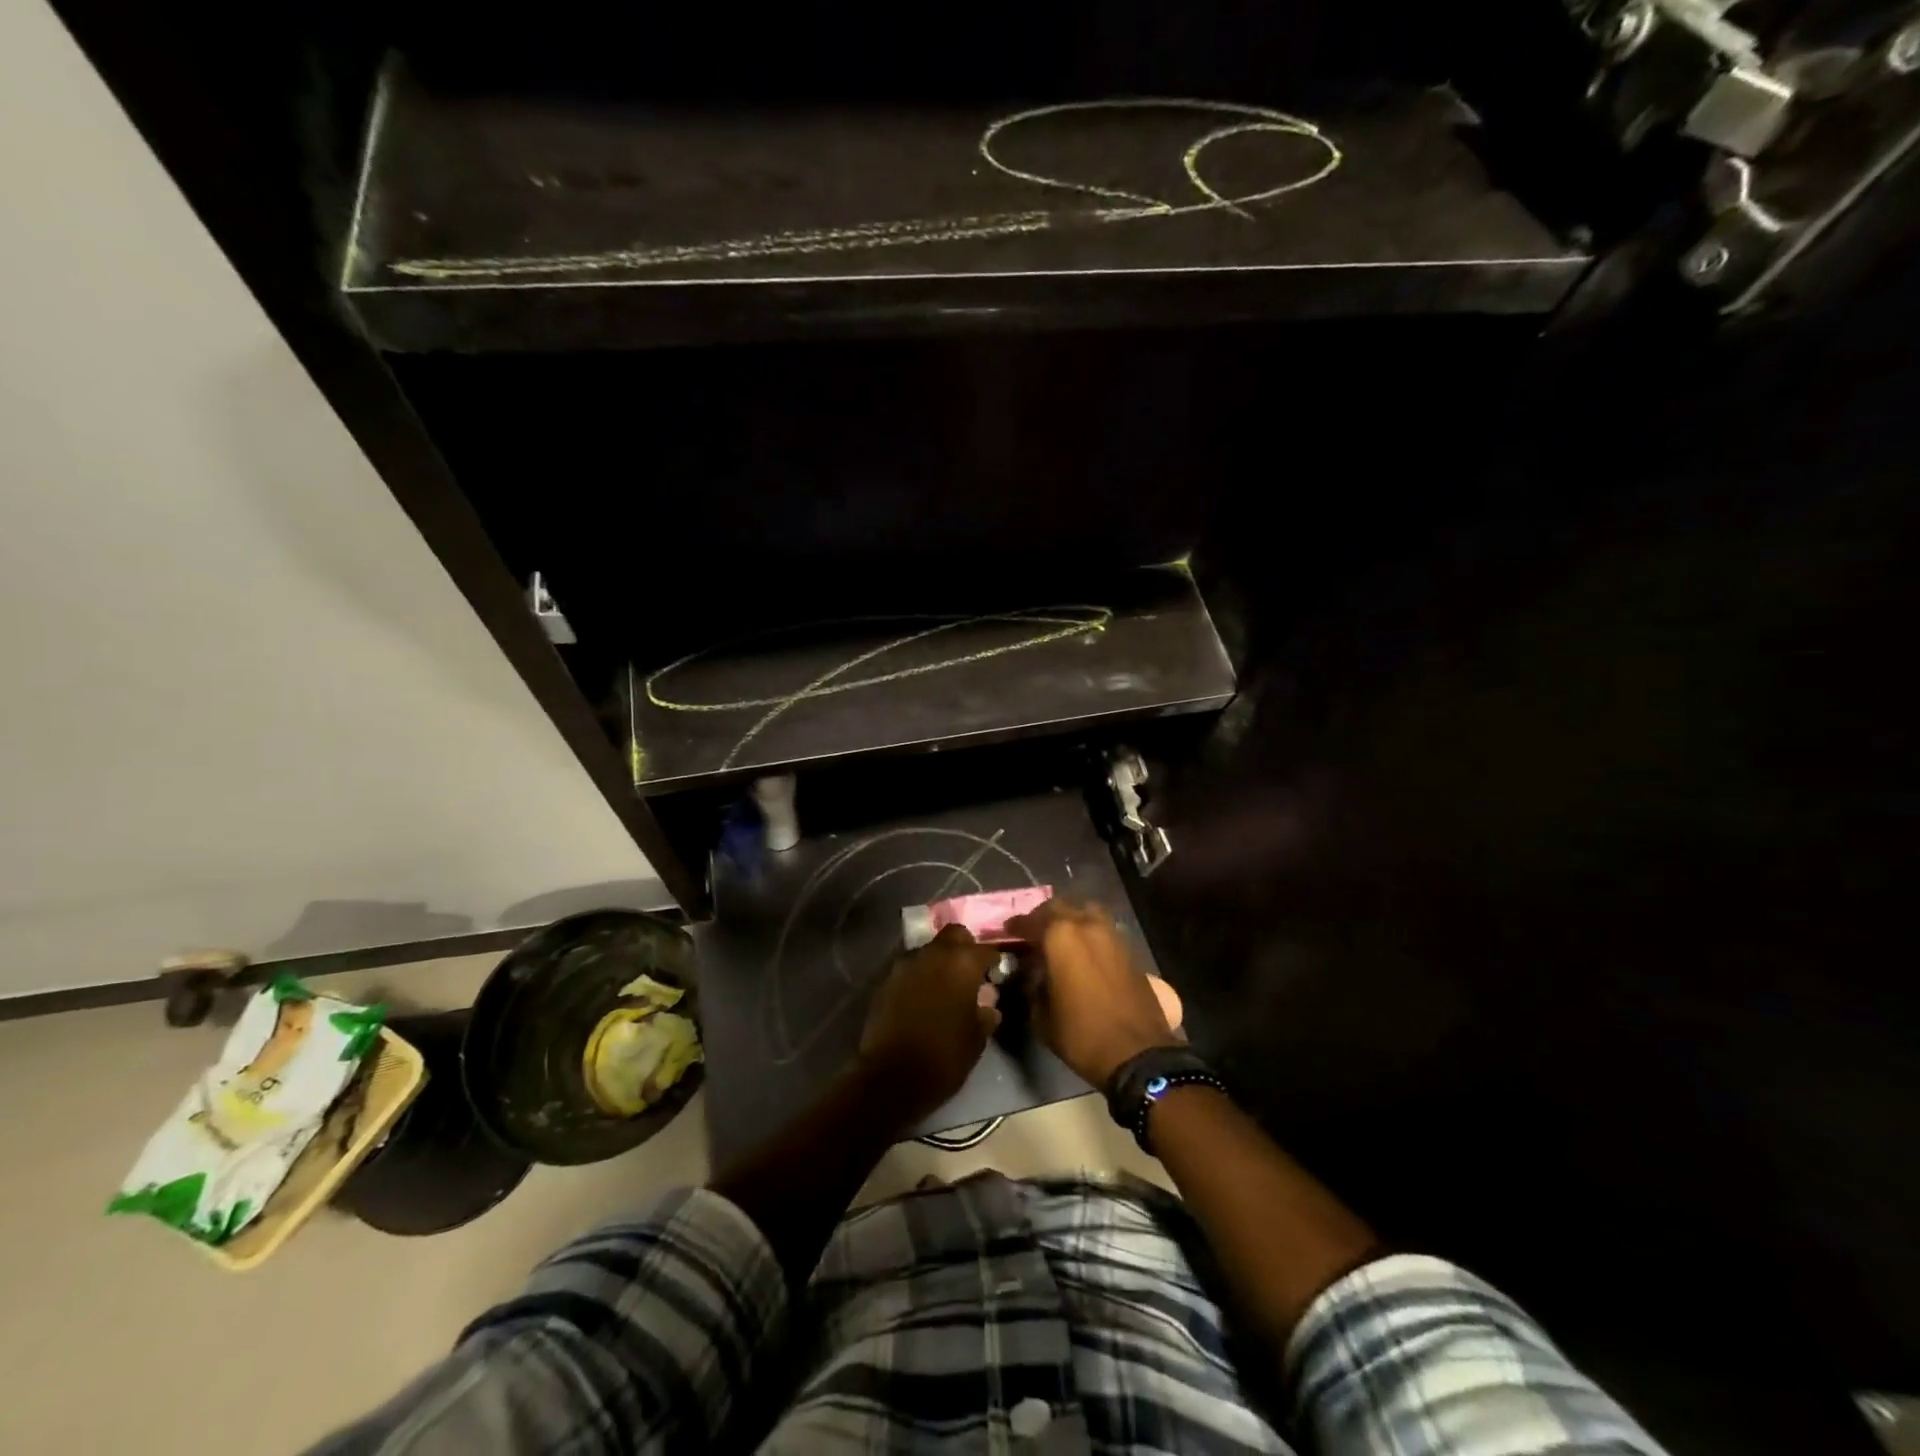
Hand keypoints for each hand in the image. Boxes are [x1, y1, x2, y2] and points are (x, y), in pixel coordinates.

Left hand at [857, 924, 1001, 1124]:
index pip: (985, 949)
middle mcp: (933, 954)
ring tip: (946, 986)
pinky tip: (924, 998)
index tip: (996, 974)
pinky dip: (921, 976)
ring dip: (940, 961)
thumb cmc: (944, 1057)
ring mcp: (906, 964)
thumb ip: (986, 1013)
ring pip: (930, 949)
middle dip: (965, 947)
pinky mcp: (886, 980)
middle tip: (970, 972)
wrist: (891, 1077)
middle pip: (954, 935)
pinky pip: (911, 968)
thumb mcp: (977, 1039)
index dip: (994, 961)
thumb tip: (988, 1003)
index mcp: (962, 964)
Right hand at [1006, 899, 1178, 1088]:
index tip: (1007, 931)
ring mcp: (1112, 934)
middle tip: (1033, 932)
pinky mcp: (1129, 949)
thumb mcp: (1041, 1015)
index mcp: (1060, 936)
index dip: (1016, 925)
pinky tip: (1083, 953)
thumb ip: (1032, 985)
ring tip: (1060, 938)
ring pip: (1086, 912)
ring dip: (1071, 920)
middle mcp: (1087, 925)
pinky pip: (1103, 929)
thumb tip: (1032, 973)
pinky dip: (1090, 933)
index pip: (1031, 920)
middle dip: (1043, 917)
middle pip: (1060, 907)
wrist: (1137, 1053)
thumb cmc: (1081, 1034)